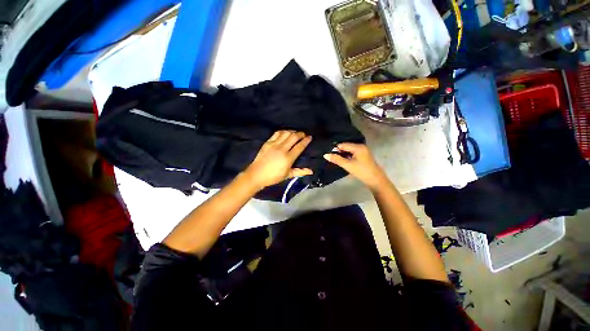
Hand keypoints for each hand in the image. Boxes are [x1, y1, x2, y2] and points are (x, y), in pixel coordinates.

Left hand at [243, 131, 312, 190]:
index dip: (306, 141)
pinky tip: (285, 132)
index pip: (300, 146)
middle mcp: (282, 149)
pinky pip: (277, 133)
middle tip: (303, 134)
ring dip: (292, 131)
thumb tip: (311, 171)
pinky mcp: (268, 142)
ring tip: (295, 133)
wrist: (257, 174)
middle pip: (294, 137)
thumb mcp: (288, 175)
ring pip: (286, 133)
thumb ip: (300, 171)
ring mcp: (274, 144)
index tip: (310, 137)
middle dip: (301, 134)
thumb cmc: (273, 177)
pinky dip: (283, 131)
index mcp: (288, 158)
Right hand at [323, 143, 385, 189]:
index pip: (343, 144)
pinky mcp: (363, 155)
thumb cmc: (362, 171)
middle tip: (329, 156)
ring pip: (349, 150)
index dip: (335, 148)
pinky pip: (352, 153)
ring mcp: (363, 151)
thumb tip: (325, 155)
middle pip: (346, 146)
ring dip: (342, 154)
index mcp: (358, 147)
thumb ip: (336, 159)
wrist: (375, 180)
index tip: (327, 152)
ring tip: (334, 158)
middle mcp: (361, 146)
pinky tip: (342, 160)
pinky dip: (347, 156)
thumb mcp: (348, 165)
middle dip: (338, 151)